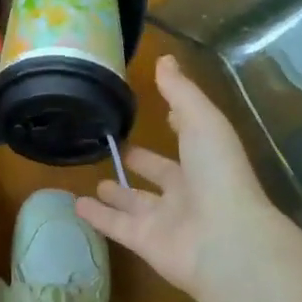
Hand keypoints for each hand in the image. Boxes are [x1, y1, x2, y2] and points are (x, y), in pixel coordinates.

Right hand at [78, 54, 277, 298]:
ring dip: (117, 194)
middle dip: (141, 162)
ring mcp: (166, 221)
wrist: (226, 240)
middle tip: (116, 147)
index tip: (156, 112)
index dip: (174, 125)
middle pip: (161, 175)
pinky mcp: (145, 243)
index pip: (187, 139)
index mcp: (205, 161)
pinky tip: (75, 205)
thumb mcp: (202, 120)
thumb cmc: (217, 173)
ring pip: (136, 204)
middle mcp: (188, 191)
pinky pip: (116, 227)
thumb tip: (164, 58)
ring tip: (95, 180)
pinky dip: (97, 217)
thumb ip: (180, 92)